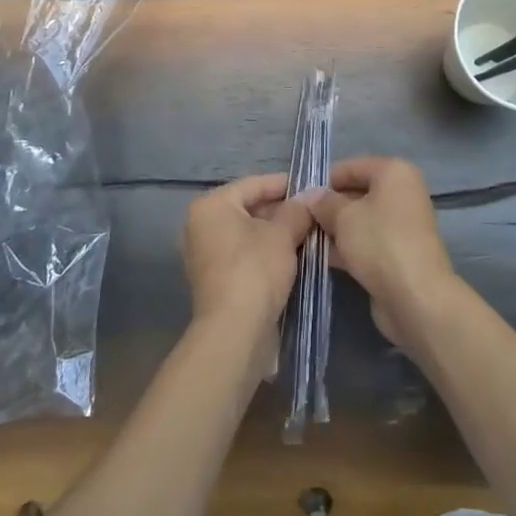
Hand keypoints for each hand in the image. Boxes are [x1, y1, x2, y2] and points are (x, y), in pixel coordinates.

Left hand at [180, 174, 313, 372]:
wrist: (234, 331)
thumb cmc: (255, 269)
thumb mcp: (283, 234)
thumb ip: (297, 210)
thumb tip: (310, 197)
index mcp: (211, 206)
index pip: (253, 184)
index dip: (285, 184)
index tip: (312, 187)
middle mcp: (201, 225)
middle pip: (249, 208)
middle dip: (283, 211)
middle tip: (314, 214)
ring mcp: (205, 255)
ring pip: (248, 233)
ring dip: (277, 233)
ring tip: (309, 234)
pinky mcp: (215, 280)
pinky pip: (244, 255)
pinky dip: (266, 253)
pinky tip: (293, 257)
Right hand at [308, 157, 458, 353]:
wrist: (416, 297)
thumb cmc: (379, 242)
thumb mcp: (343, 216)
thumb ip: (323, 202)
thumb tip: (310, 196)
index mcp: (394, 172)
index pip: (350, 167)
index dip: (323, 181)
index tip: (299, 197)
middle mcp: (401, 193)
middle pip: (356, 193)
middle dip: (328, 207)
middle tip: (299, 220)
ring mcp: (401, 224)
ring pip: (360, 220)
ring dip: (334, 229)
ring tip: (305, 239)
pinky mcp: (398, 253)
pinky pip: (367, 241)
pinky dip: (347, 247)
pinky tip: (321, 256)